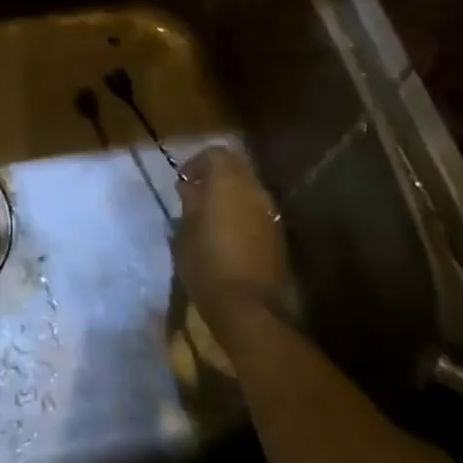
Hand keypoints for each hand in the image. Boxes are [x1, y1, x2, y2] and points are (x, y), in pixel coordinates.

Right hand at [174, 146, 289, 343]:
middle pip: (236, 167)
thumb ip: (189, 203)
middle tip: (196, 193)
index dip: (197, 163)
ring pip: (249, 188)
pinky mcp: (278, 235)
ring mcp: (270, 213)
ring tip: (211, 214)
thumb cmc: (206, 264)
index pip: (215, 154)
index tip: (183, 180)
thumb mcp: (185, 231)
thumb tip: (189, 188)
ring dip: (231, 193)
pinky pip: (258, 210)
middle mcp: (253, 190)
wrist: (248, 308)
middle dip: (216, 175)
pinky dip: (243, 211)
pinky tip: (229, 232)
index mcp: (227, 182)